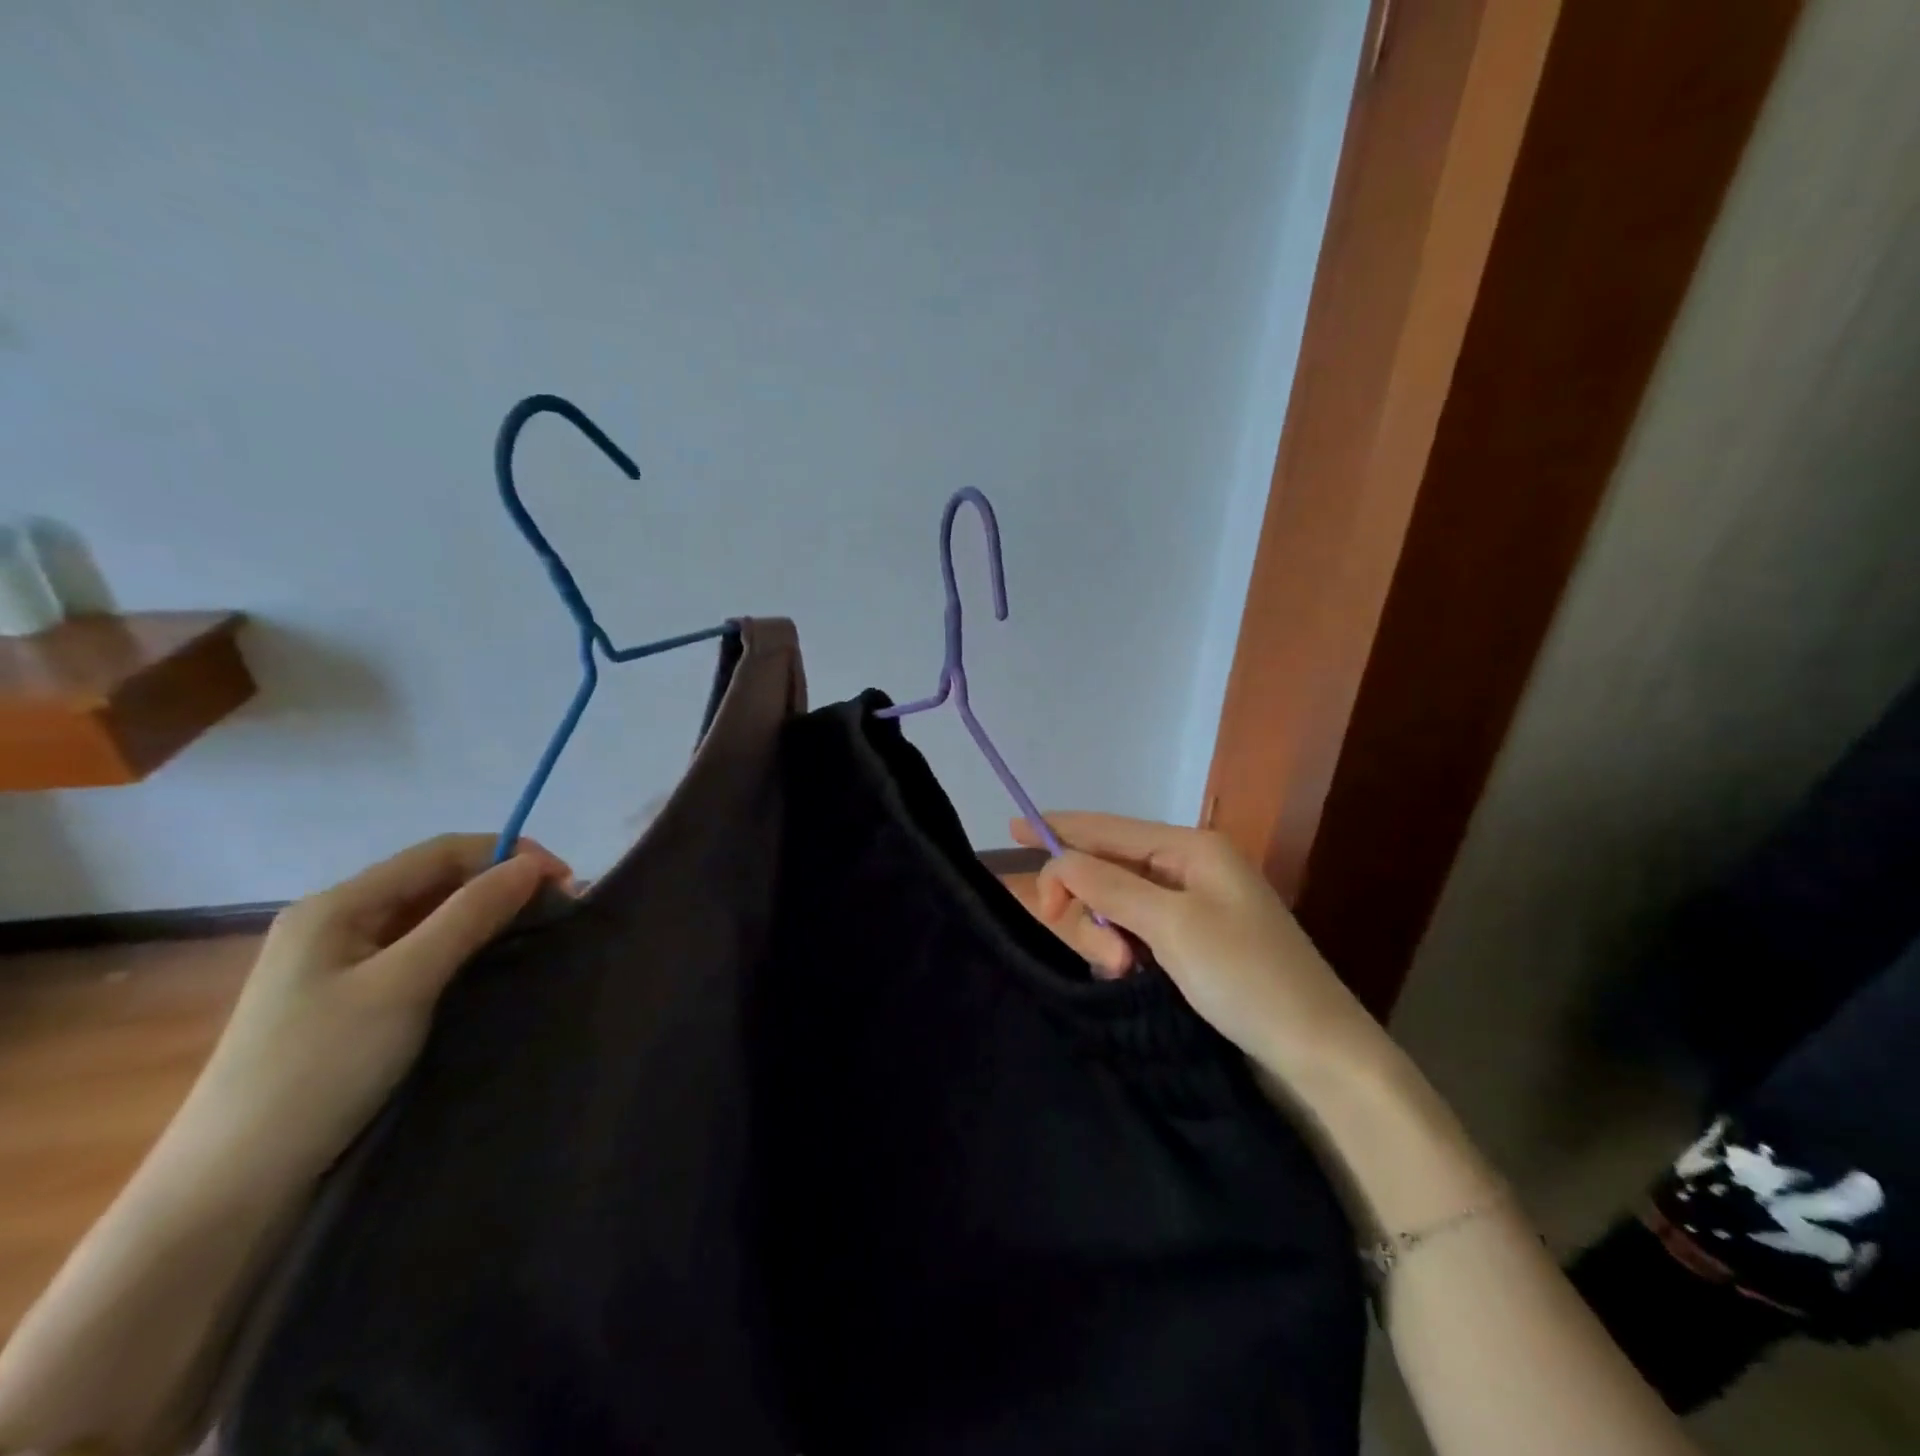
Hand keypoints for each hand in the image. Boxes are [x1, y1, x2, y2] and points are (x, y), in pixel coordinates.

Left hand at [170, 834, 570, 1186]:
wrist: (233, 1186)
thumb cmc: (319, 1070)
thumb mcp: (404, 984)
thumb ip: (469, 916)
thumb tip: (533, 864)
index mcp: (338, 905)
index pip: (441, 852)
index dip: (509, 854)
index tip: (567, 882)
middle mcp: (337, 922)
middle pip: (436, 880)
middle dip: (502, 884)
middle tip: (562, 911)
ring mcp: (340, 963)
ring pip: (430, 917)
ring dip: (488, 915)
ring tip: (539, 932)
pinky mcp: (349, 1000)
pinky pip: (420, 952)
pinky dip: (465, 946)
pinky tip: (492, 963)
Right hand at [1013, 813, 1391, 1083]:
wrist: (1317, 1051)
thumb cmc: (1247, 977)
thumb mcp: (1173, 926)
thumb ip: (1110, 886)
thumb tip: (1060, 860)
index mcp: (1192, 848)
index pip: (1110, 828)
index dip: (1059, 828)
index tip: (1011, 830)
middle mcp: (1189, 868)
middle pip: (1109, 867)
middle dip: (1088, 903)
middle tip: (1098, 951)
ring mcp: (1192, 906)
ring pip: (1118, 903)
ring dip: (1106, 933)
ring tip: (1121, 970)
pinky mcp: (1191, 942)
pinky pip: (1136, 930)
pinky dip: (1124, 948)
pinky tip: (1130, 973)